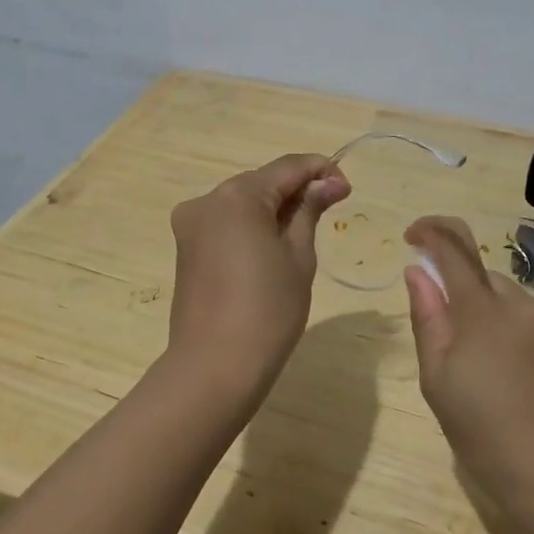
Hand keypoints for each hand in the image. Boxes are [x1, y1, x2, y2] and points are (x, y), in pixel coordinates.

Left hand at [164, 153, 349, 403]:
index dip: (320, 171)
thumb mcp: (299, 256)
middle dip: (296, 191)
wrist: (215, 366)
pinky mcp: (186, 248)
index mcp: (237, 195)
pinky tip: (272, 247)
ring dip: (273, 209)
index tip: (347, 189)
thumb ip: (310, 210)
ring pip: (242, 203)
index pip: (287, 167)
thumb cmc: (268, 309)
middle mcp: (207, 200)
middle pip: (261, 182)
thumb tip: (329, 182)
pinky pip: (226, 224)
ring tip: (304, 232)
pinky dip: (251, 226)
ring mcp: (191, 224)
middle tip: (330, 210)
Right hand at [404, 216, 533, 515]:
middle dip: (461, 294)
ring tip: (487, 373)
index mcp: (483, 310)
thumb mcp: (438, 381)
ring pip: (510, 303)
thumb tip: (418, 273)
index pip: (454, 248)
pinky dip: (517, 336)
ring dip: (491, 318)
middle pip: (483, 279)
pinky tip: (517, 381)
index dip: (430, 232)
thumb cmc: (486, 434)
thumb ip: (427, 319)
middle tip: (449, 345)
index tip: (413, 236)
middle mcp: (523, 304)